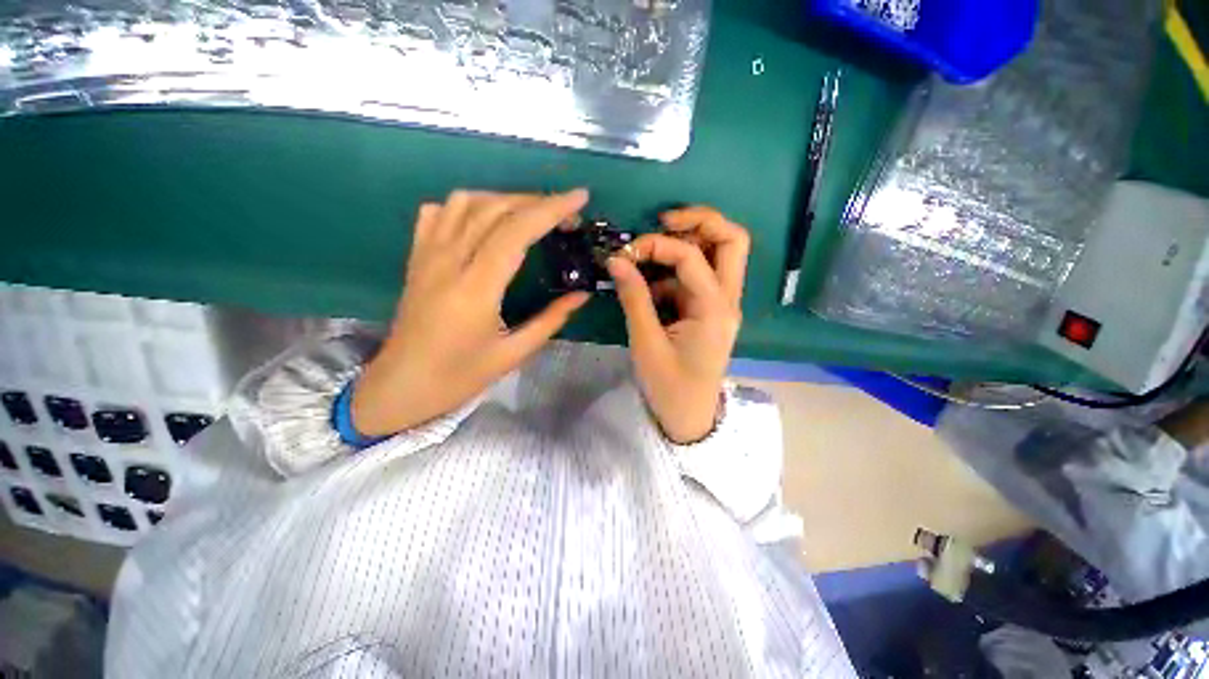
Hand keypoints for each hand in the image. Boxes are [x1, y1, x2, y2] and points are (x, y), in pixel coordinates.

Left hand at [352, 190, 591, 435]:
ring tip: (531, 214)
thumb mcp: (513, 354)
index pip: (516, 231)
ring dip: (504, 199)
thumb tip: (582, 295)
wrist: (401, 386)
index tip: (579, 197)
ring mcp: (427, 256)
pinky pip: (439, 213)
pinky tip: (485, 219)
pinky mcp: (416, 257)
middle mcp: (449, 262)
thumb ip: (551, 320)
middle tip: (565, 212)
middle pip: (494, 209)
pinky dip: (467, 205)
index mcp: (476, 289)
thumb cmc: (460, 376)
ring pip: (465, 202)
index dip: (551, 209)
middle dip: (536, 201)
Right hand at [607, 207, 749, 443]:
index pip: (691, 256)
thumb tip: (616, 260)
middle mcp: (727, 300)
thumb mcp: (646, 343)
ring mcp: (721, 304)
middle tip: (664, 220)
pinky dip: (675, 271)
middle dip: (699, 221)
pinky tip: (650, 284)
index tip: (626, 252)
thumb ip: (634, 298)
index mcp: (715, 309)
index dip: (657, 245)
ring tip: (651, 250)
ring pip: (720, 254)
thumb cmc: (668, 386)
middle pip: (732, 241)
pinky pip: (698, 277)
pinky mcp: (709, 310)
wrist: (688, 417)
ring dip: (688, 243)